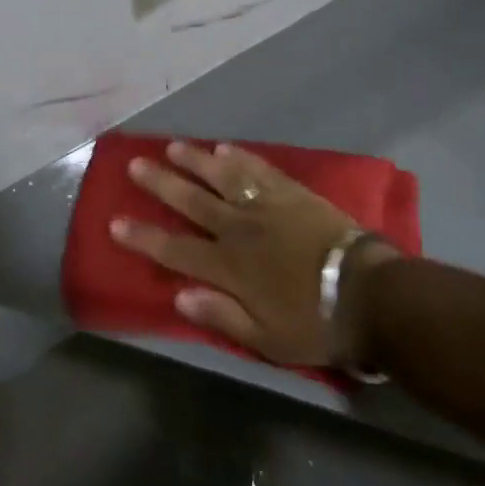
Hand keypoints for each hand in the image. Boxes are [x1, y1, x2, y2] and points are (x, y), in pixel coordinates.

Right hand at [113, 141, 399, 367]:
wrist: (369, 294)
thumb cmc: (315, 323)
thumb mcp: (266, 339)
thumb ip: (221, 316)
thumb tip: (179, 296)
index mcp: (229, 266)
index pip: (175, 249)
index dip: (144, 236)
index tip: (115, 222)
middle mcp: (239, 228)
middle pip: (192, 201)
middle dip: (161, 183)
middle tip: (135, 164)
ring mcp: (266, 205)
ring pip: (222, 176)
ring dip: (195, 160)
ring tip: (173, 146)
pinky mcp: (291, 193)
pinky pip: (260, 169)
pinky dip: (241, 157)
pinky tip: (226, 148)